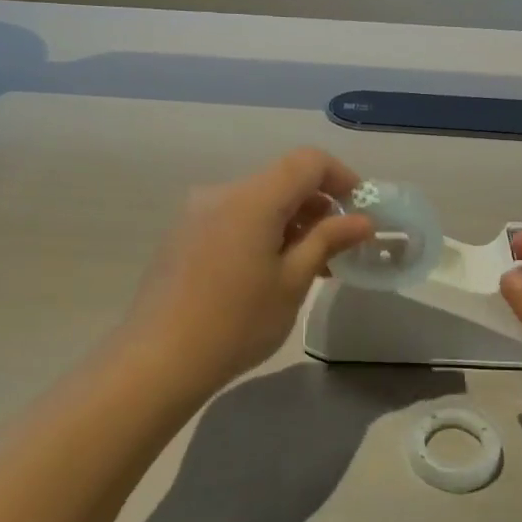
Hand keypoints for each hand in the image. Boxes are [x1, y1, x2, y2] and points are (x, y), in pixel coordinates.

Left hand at [118, 149, 373, 397]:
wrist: (159, 359)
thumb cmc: (237, 322)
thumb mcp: (293, 281)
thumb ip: (328, 240)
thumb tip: (362, 220)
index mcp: (253, 198)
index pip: (307, 161)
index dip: (341, 177)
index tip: (359, 210)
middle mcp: (222, 193)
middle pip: (281, 180)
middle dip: (317, 205)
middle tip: (339, 246)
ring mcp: (197, 213)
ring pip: (257, 201)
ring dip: (290, 221)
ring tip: (309, 264)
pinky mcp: (183, 234)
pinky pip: (234, 218)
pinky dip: (261, 231)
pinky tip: (269, 271)